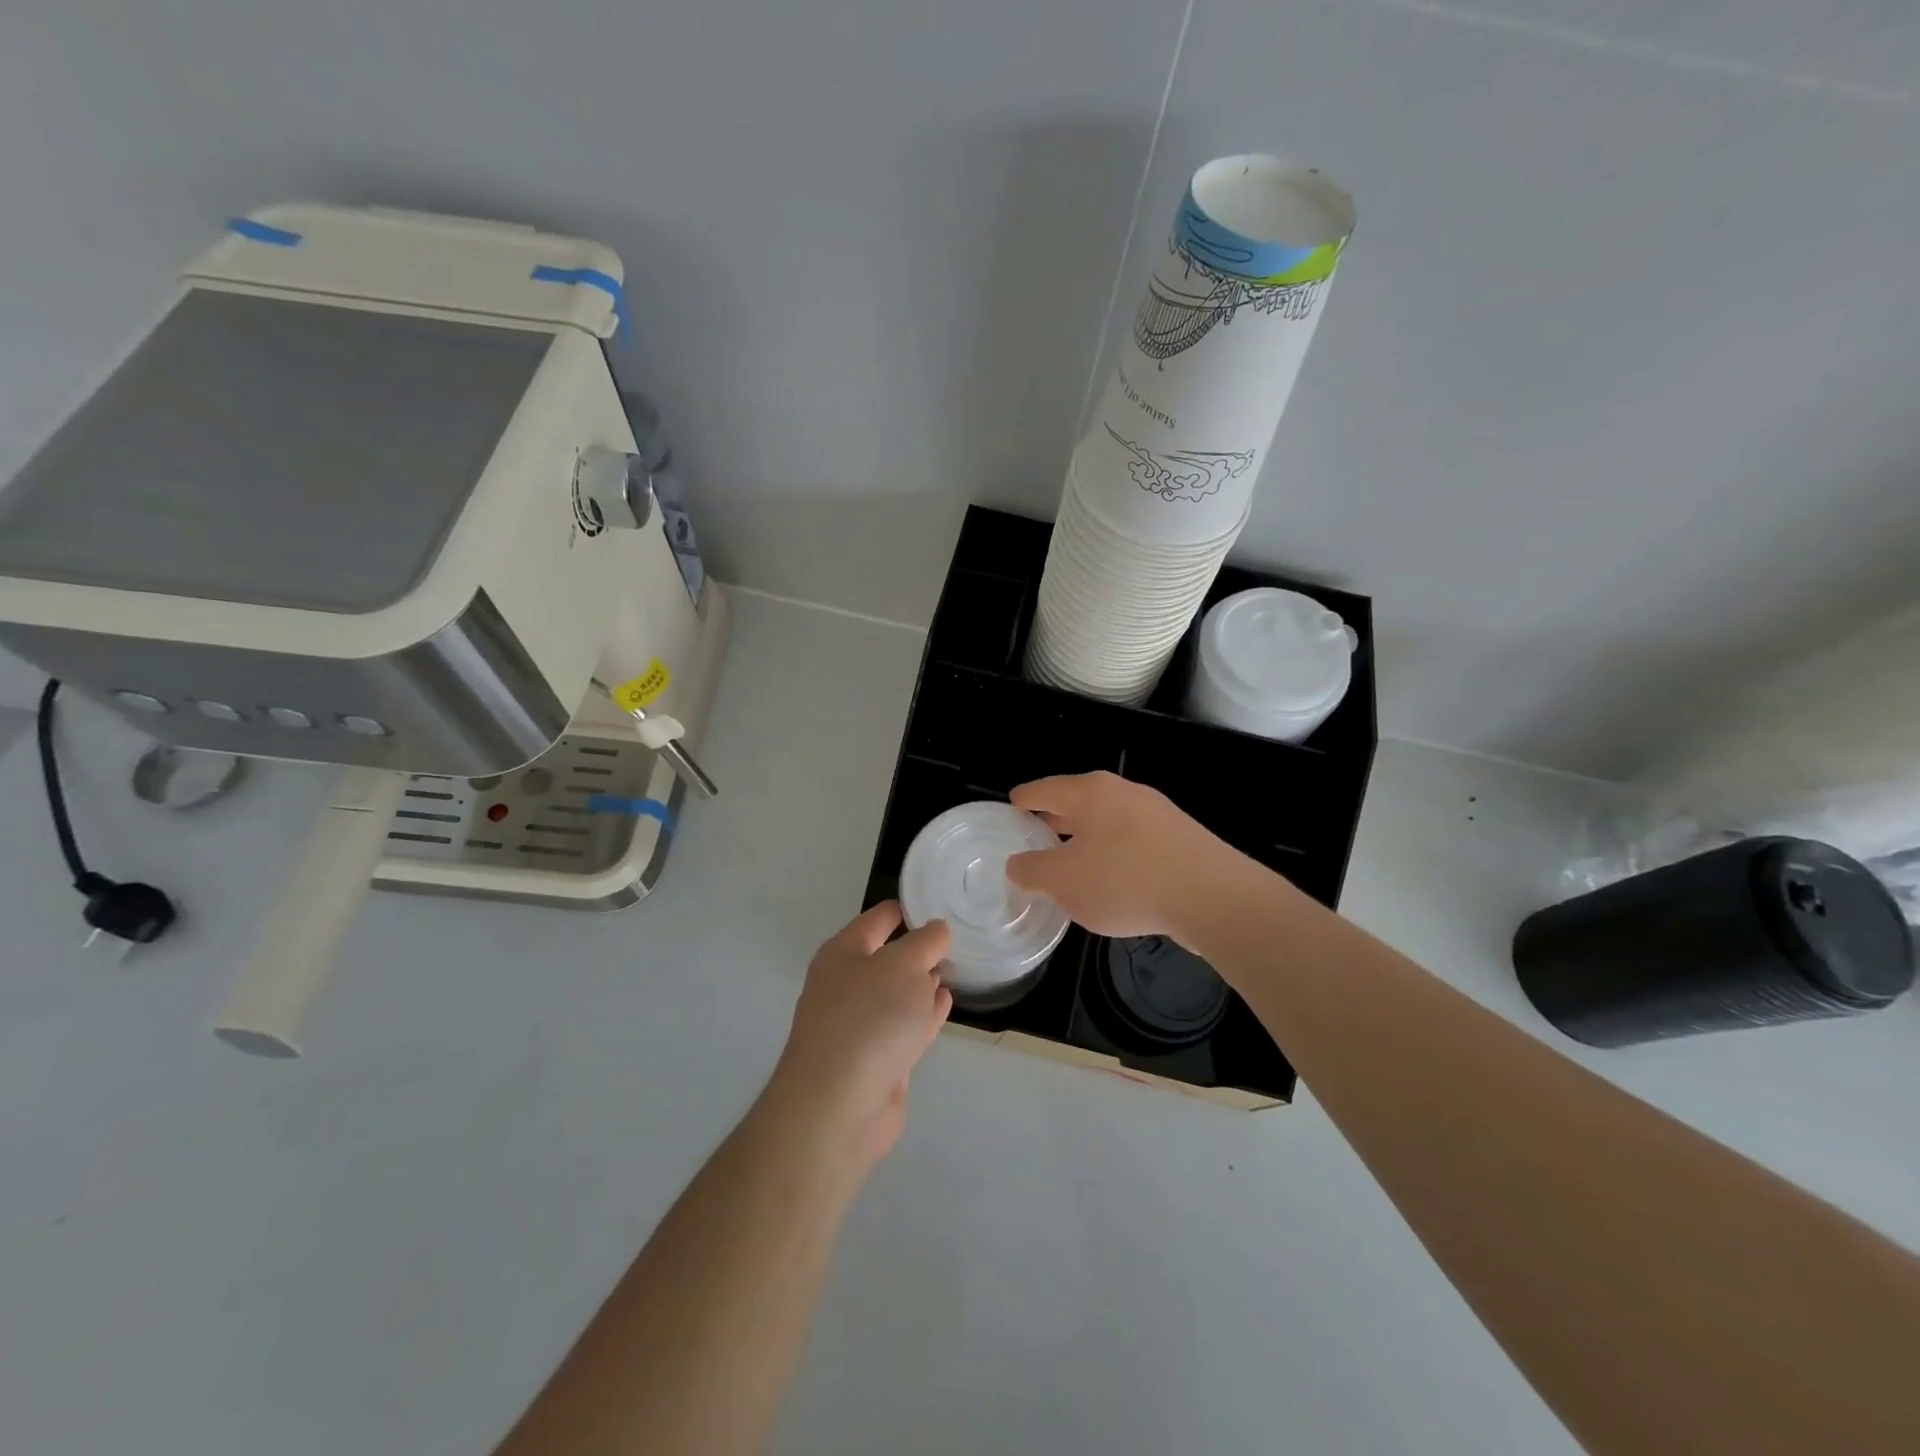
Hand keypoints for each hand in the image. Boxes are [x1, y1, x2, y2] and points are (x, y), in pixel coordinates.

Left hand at [769, 902, 951, 1168]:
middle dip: (920, 947)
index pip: (879, 918)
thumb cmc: (869, 1018)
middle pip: (889, 955)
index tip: (941, 901)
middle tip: (958, 935)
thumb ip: (926, 942)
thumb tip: (937, 930)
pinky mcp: (878, 1058)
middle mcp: (848, 983)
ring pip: (898, 992)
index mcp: (844, 952)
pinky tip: (945, 1002)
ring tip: (956, 966)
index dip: (908, 907)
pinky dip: (926, 1012)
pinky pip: (906, 1024)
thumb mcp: (904, 965)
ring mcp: (861, 1023)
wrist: (839, 1105)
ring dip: (924, 981)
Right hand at [1007, 771, 1237, 943]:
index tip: (1012, 806)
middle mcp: (1124, 793)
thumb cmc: (1125, 879)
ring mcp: (1157, 814)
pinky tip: (1113, 880)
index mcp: (1091, 793)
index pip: (1045, 789)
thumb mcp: (1063, 881)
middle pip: (1079, 802)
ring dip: (1087, 839)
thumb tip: (1018, 864)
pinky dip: (1115, 854)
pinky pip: (1134, 842)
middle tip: (1035, 836)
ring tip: (1071, 862)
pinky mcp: (1181, 839)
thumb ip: (1032, 871)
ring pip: (1108, 822)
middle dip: (1055, 819)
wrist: (1213, 897)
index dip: (1025, 799)